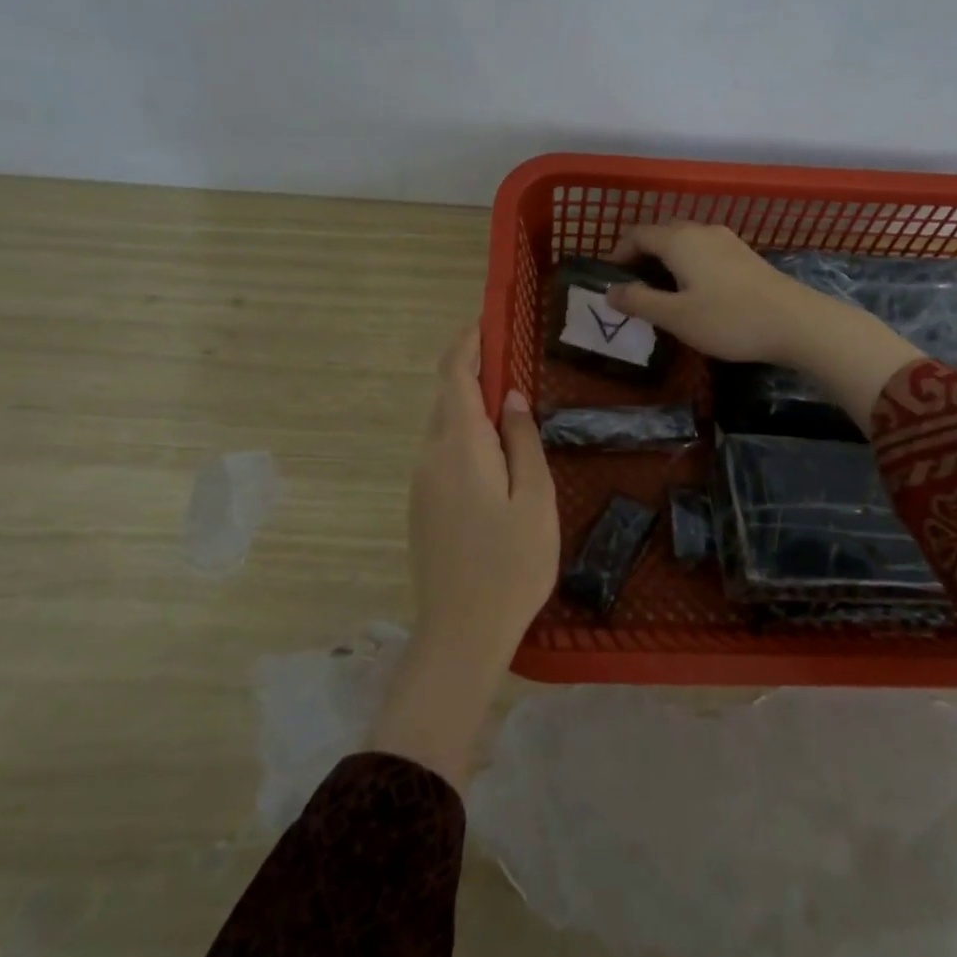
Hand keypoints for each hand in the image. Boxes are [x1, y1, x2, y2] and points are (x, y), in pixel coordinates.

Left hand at [405, 324, 559, 654]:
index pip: (455, 377)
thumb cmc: (510, 565)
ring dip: (473, 412)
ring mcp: (421, 484)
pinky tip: (496, 463)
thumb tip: (513, 399)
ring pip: (446, 430)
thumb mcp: (535, 499)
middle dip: (476, 377)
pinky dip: (467, 441)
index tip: (486, 322)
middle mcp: (431, 457)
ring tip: (514, 419)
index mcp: (459, 447)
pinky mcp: (422, 508)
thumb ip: (523, 442)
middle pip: (448, 401)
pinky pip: (444, 457)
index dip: (468, 344)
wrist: (460, 633)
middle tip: (515, 371)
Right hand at [605, 221, 826, 365]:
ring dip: (665, 261)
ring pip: (684, 243)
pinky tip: (692, 293)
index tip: (609, 280)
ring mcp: (727, 241)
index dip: (618, 253)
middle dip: (641, 256)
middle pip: (661, 234)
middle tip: (631, 288)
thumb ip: (639, 301)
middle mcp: (701, 231)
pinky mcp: (744, 256)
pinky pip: (704, 252)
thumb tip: (610, 291)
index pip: (637, 234)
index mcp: (679, 240)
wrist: (796, 323)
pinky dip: (687, 266)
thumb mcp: (676, 317)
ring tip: (659, 293)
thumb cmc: (729, 319)